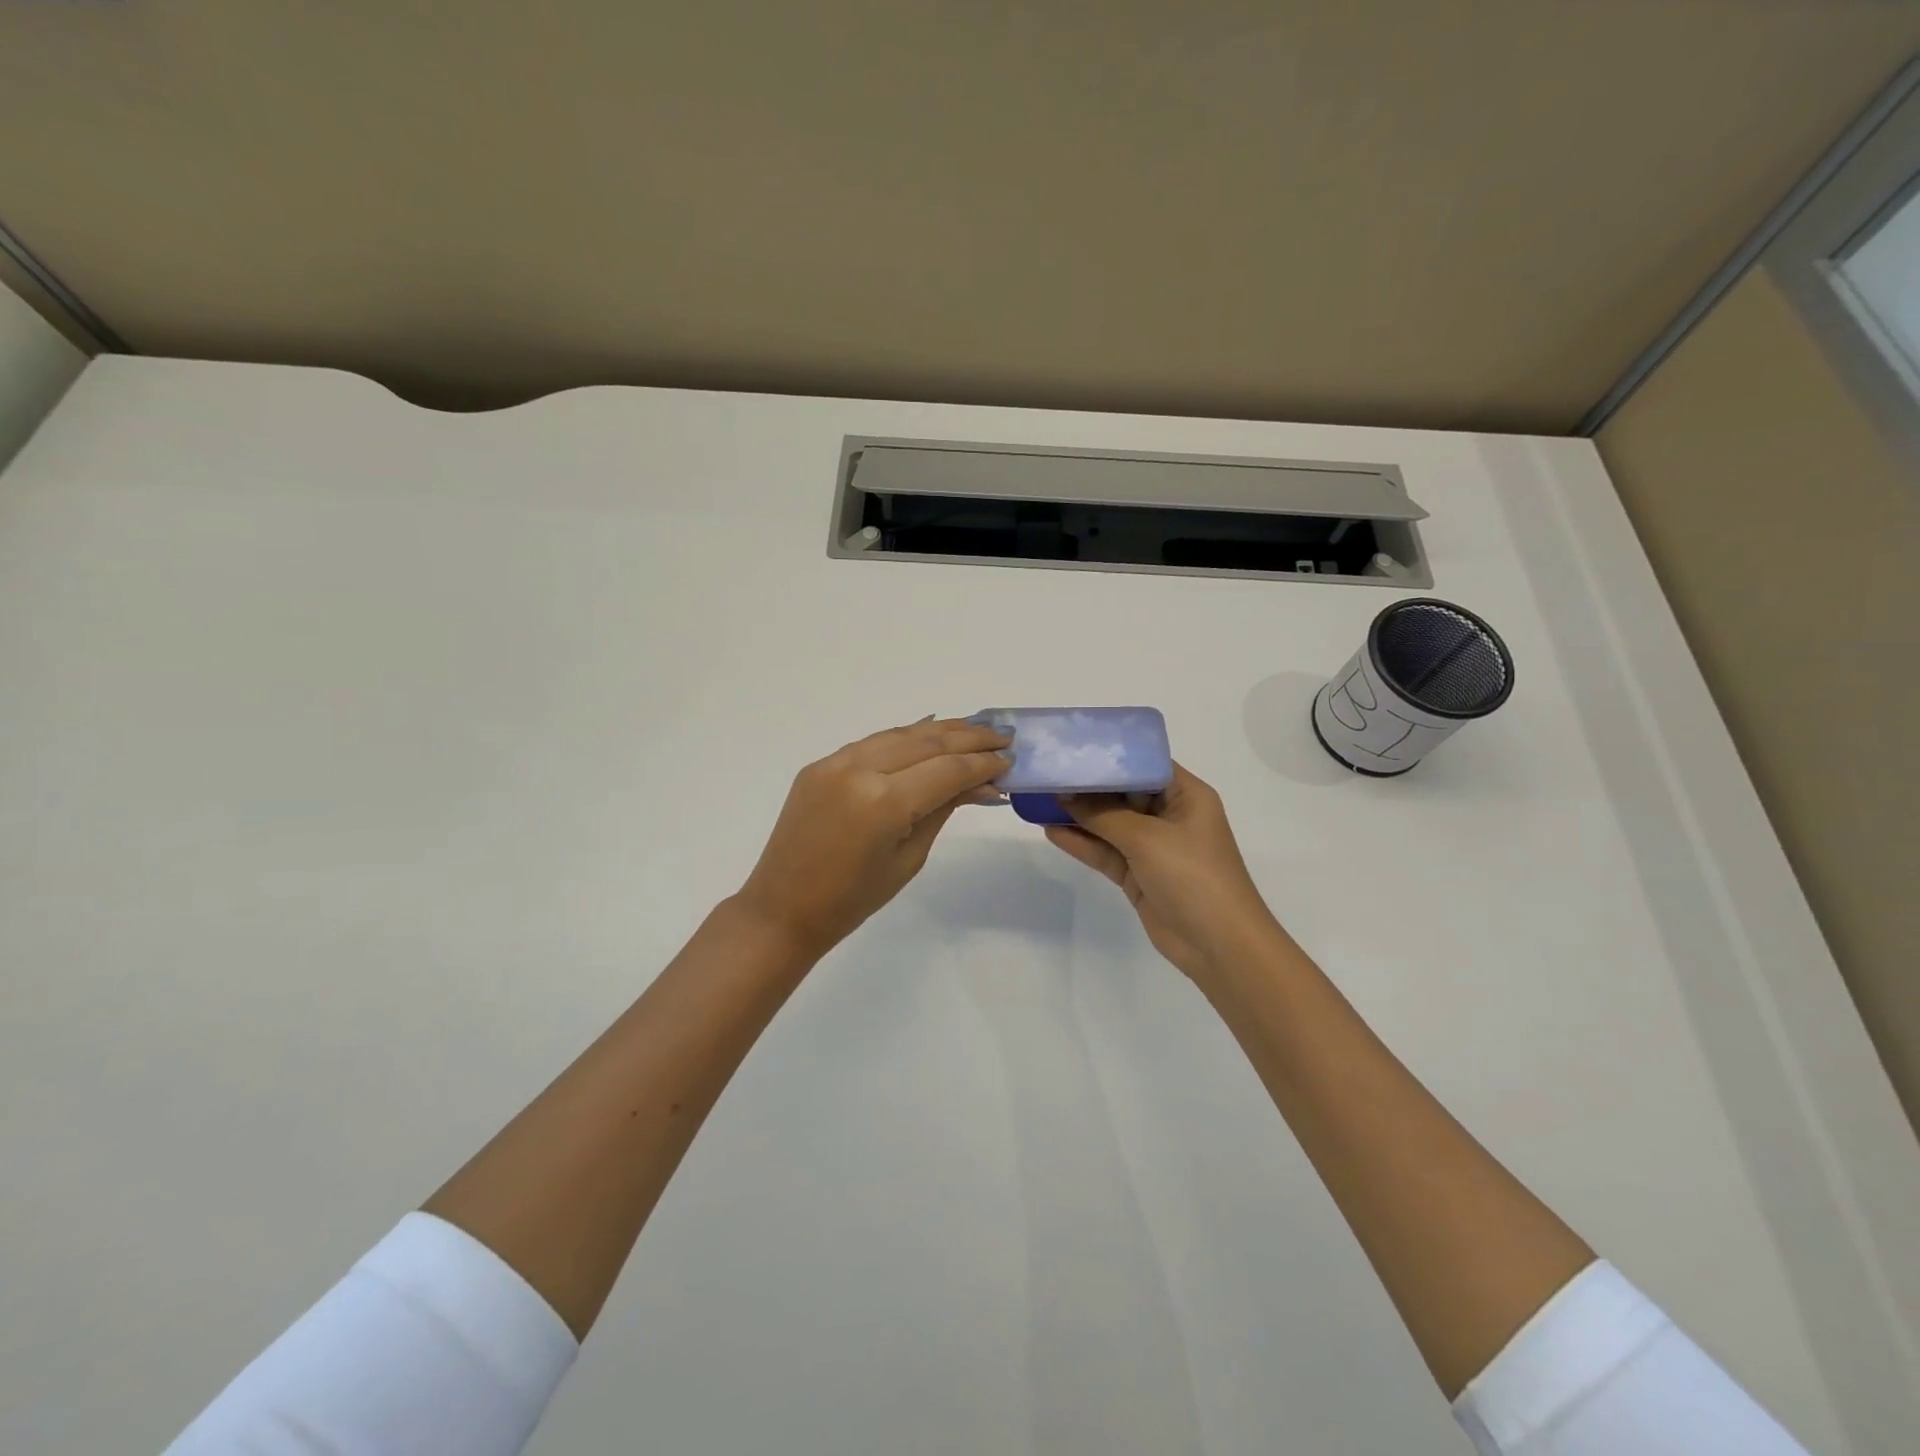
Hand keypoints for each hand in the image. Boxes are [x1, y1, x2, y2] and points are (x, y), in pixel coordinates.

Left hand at [737, 717, 1011, 955]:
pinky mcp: (820, 764)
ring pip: (900, 734)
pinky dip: (904, 736)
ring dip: (940, 730)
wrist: (784, 907)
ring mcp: (835, 762)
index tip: (1010, 760)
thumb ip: (943, 809)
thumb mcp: (910, 857)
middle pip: (927, 742)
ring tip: (975, 728)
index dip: (982, 763)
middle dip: (969, 737)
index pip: (947, 769)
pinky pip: (872, 742)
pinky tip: (929, 729)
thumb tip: (982, 783)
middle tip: (1003, 735)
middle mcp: (859, 769)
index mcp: (884, 801)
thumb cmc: (854, 899)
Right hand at [1044, 763, 1286, 987]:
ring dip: (1079, 816)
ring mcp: (1153, 847)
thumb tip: (1065, 796)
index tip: (1075, 746)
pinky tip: (1051, 831)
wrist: (1218, 944)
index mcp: (1186, 795)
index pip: (1145, 764)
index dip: (1112, 755)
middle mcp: (1170, 816)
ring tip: (1040, 800)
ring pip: (1110, 824)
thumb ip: (1103, 815)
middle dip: (1088, 786)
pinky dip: (1081, 843)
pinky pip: (1105, 852)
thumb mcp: (1146, 838)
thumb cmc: (1192, 875)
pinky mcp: (1138, 875)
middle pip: (1123, 793)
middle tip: (1048, 772)